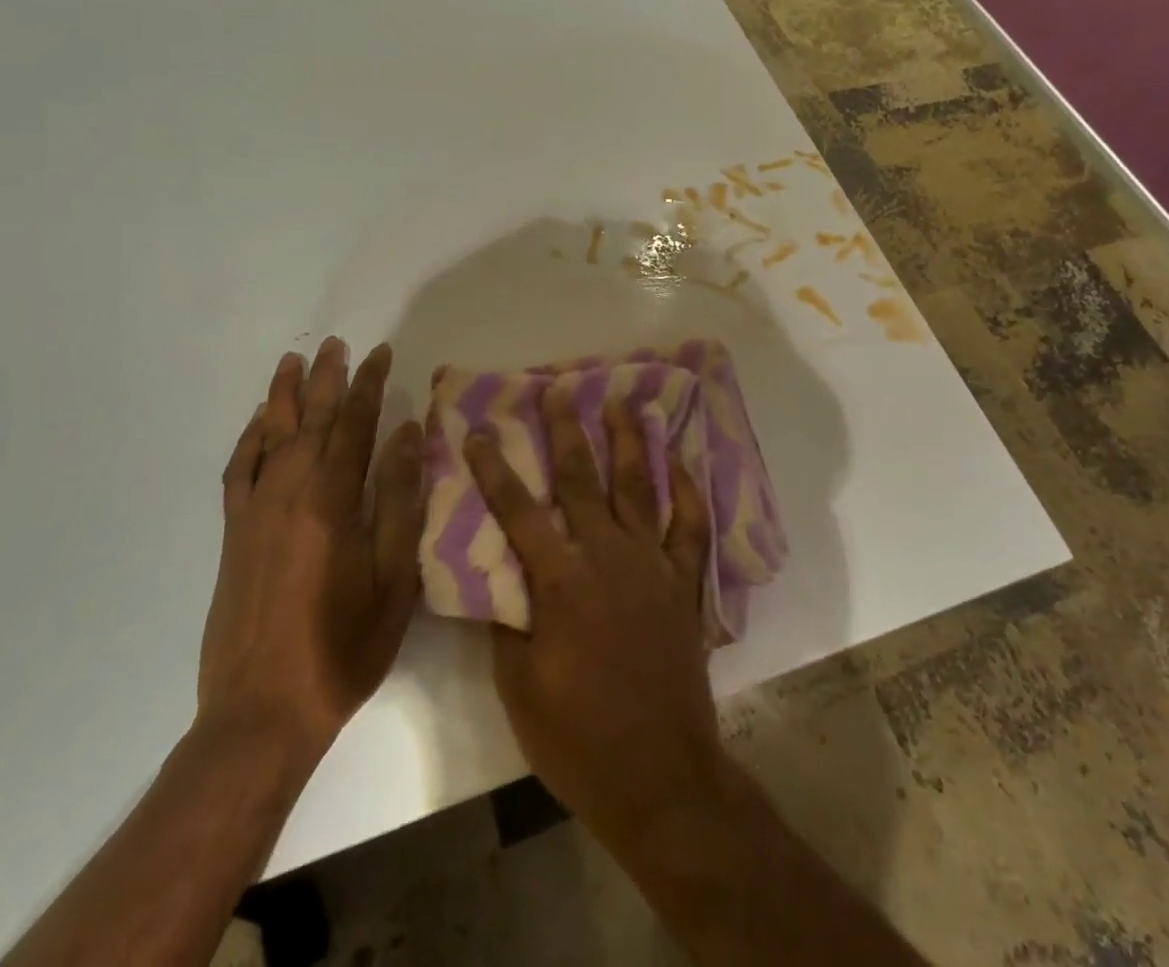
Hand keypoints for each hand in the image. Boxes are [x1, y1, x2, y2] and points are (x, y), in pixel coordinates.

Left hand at [198, 339, 424, 757]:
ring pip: (270, 435)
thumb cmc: (343, 648)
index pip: (354, 424)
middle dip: (326, 378)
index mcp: (332, 500)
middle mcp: (289, 492)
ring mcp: (255, 511)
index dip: (369, 384)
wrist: (261, 712)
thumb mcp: (394, 579)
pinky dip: (249, 439)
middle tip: (337, 342)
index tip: (380, 352)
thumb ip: (400, 500)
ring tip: (293, 361)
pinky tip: (257, 423)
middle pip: (310, 419)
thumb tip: (408, 434)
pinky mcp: (233, 534)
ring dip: (283, 395)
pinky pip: (238, 470)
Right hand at [464, 384, 722, 853]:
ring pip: (639, 487)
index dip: (494, 468)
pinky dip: (687, 489)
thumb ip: (508, 622)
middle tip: (558, 389)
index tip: (478, 430)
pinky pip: (689, 525)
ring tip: (622, 401)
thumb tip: (499, 575)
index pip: (518, 512)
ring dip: (629, 440)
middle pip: (581, 480)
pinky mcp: (683, 584)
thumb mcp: (520, 688)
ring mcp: (652, 566)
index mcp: (561, 582)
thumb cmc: (579, 740)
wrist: (659, 777)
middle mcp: (607, 558)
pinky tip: (679, 460)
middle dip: (565, 430)